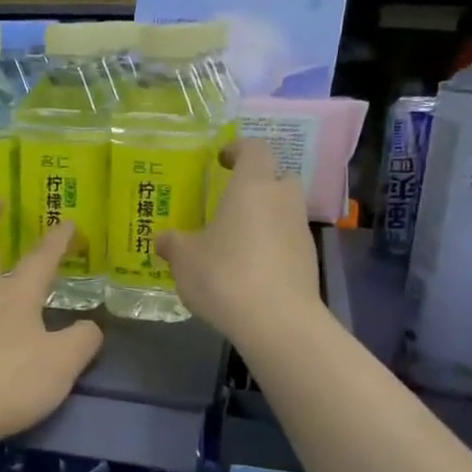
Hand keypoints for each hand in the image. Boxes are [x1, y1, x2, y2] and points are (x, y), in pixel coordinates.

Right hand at [156, 139, 320, 343]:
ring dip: (264, 217)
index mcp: (252, 186)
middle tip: (230, 201)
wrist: (277, 321)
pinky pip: (287, 240)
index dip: (238, 149)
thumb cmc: (225, 276)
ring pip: (284, 211)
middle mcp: (282, 200)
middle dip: (257, 184)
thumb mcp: (185, 260)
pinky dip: (271, 245)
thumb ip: (173, 244)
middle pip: (277, 178)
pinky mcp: (308, 260)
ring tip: (236, 239)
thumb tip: (162, 239)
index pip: (254, 149)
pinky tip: (250, 269)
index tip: (221, 159)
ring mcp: (300, 230)